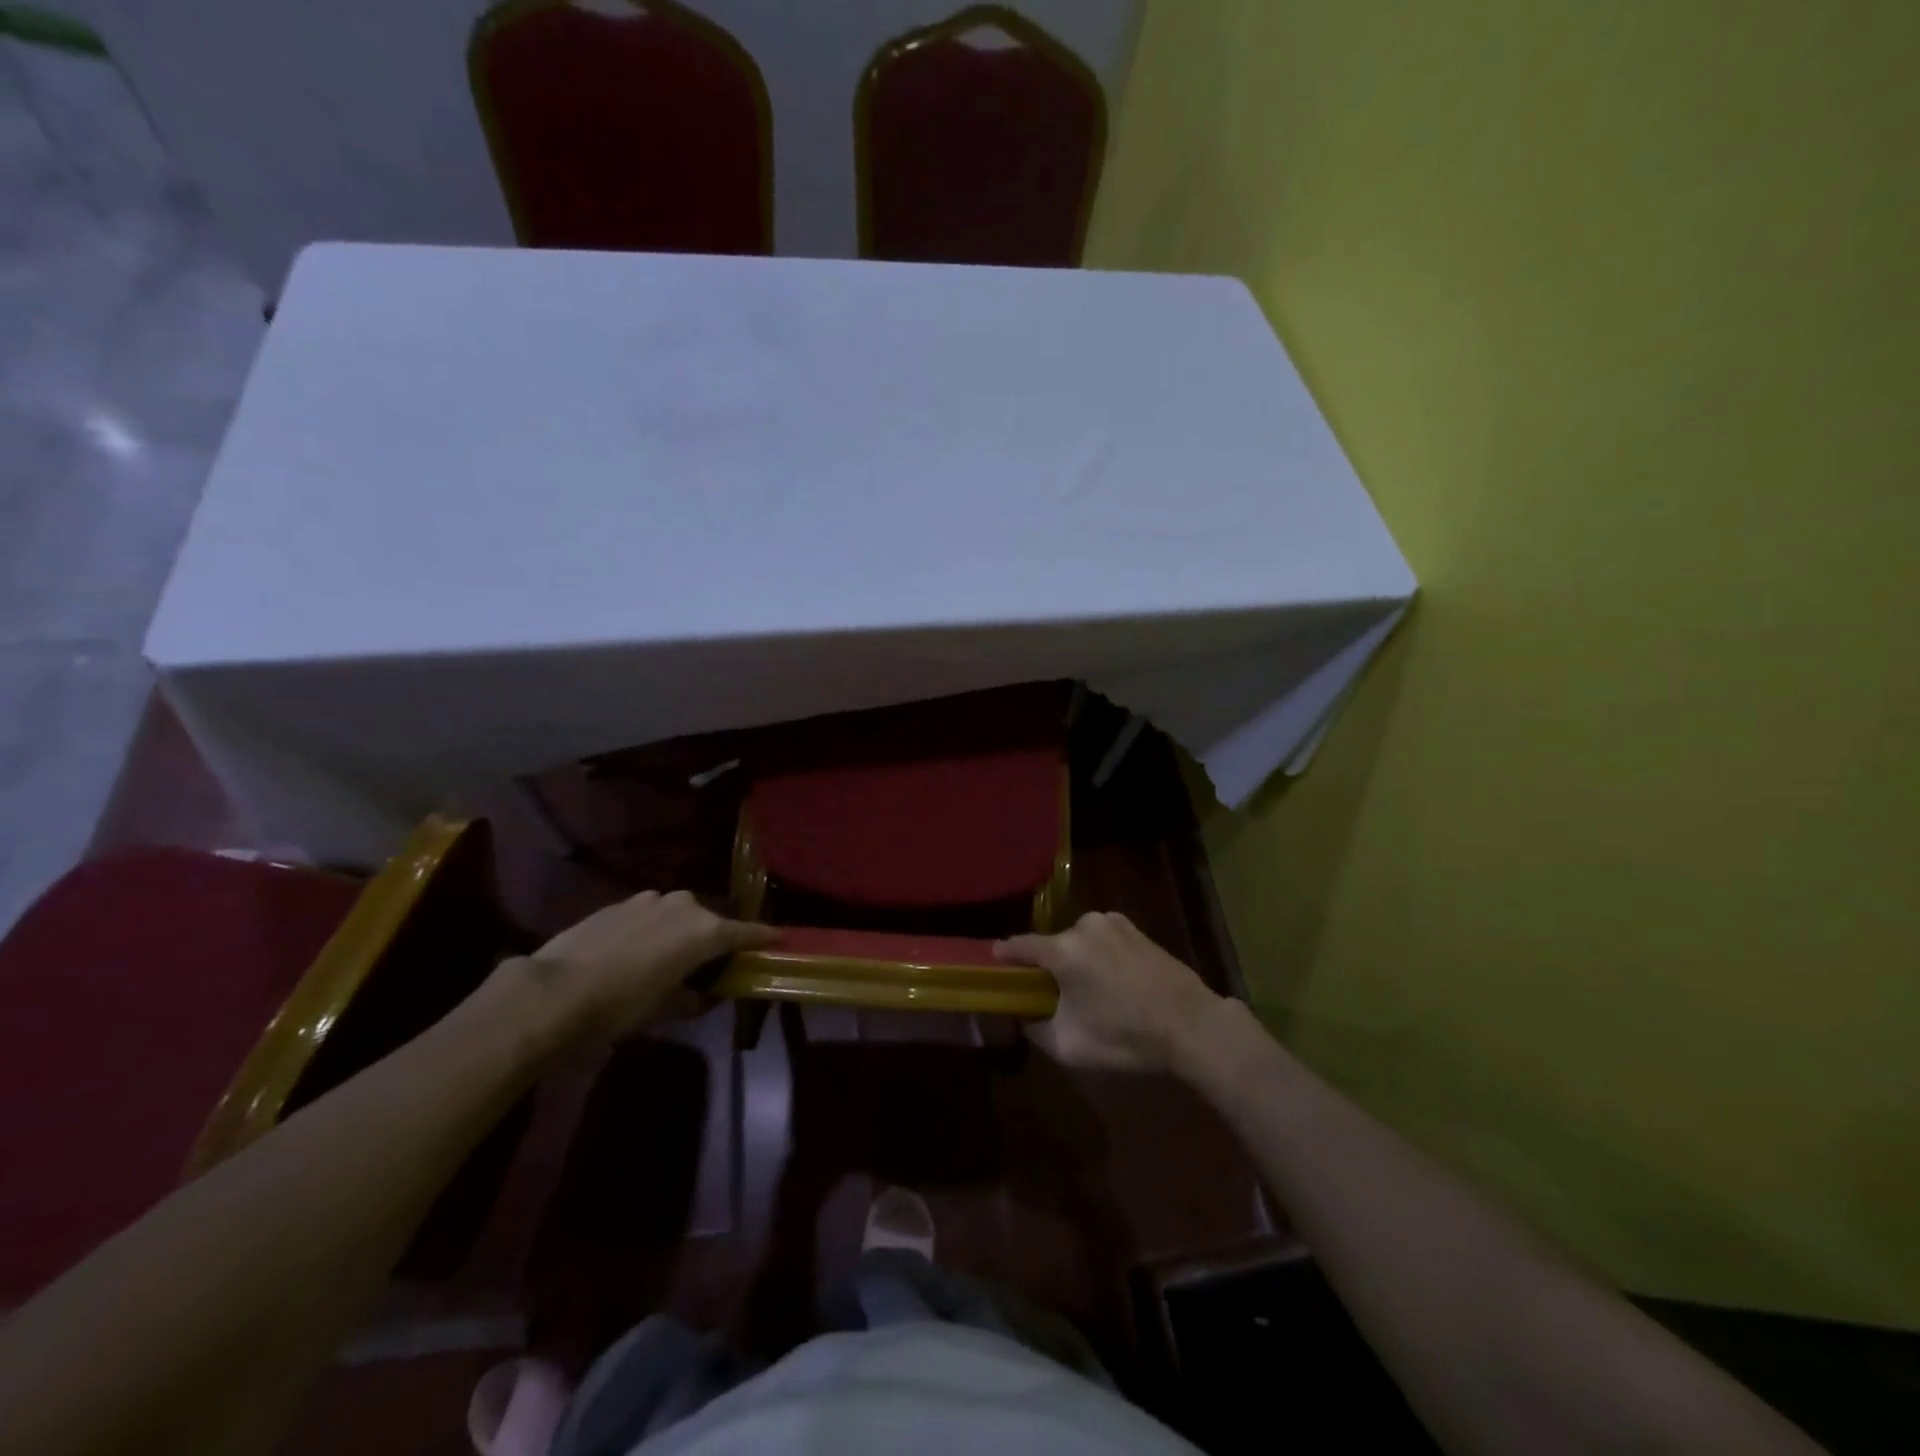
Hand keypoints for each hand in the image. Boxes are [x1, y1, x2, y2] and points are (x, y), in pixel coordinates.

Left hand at [514, 890, 776, 1046]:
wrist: (552, 992)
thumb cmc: (620, 1006)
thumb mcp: (664, 1010)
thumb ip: (694, 999)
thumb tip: (704, 996)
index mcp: (704, 931)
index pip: (746, 932)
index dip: (764, 937)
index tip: (779, 939)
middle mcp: (684, 906)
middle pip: (711, 922)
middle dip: (716, 939)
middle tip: (712, 964)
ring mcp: (650, 900)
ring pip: (679, 915)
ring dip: (682, 932)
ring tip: (670, 959)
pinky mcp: (620, 903)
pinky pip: (650, 914)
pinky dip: (653, 929)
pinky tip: (637, 952)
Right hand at [995, 911, 1223, 1073]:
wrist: (1191, 1024)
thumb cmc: (1126, 1035)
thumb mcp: (1069, 1045)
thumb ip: (1034, 1028)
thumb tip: (1022, 1014)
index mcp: (1063, 949)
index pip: (1018, 945)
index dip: (1003, 957)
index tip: (993, 965)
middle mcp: (1083, 925)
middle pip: (1050, 945)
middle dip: (1046, 967)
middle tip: (1048, 994)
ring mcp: (1112, 922)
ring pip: (1077, 941)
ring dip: (1074, 960)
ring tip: (1085, 991)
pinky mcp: (1134, 927)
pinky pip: (1101, 939)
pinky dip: (1097, 955)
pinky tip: (1111, 981)